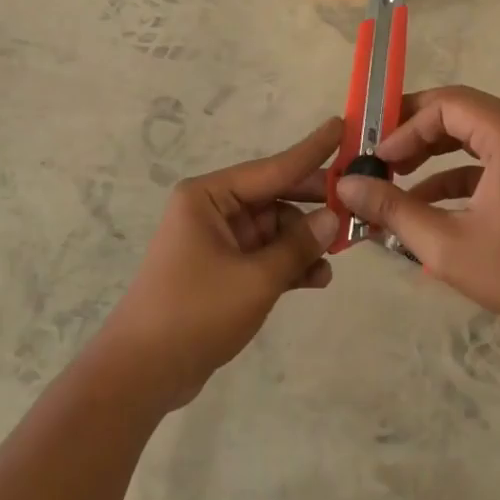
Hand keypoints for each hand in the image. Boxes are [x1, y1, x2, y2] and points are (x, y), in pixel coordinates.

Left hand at [95, 117, 342, 409]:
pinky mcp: (221, 271)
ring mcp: (216, 241)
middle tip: (358, 204)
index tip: (342, 126)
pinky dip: (288, 264)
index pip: (273, 167)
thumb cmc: (195, 312)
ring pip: (274, 230)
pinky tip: (316, 279)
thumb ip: (298, 246)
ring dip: (304, 242)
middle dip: (313, 206)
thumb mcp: (256, 279)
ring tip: (338, 255)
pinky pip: (264, 256)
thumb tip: (333, 219)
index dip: (312, 151)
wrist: (142, 373)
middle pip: (275, 197)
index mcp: (209, 196)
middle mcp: (212, 210)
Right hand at [334, 86, 499, 344]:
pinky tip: (425, 204)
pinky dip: (456, 174)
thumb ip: (392, 208)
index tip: (377, 158)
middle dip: (415, 133)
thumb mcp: (445, 244)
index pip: (446, 104)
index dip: (405, 125)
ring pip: (473, 134)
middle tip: (379, 157)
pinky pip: (489, 159)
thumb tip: (346, 185)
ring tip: (395, 177)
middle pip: (460, 112)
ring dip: (433, 152)